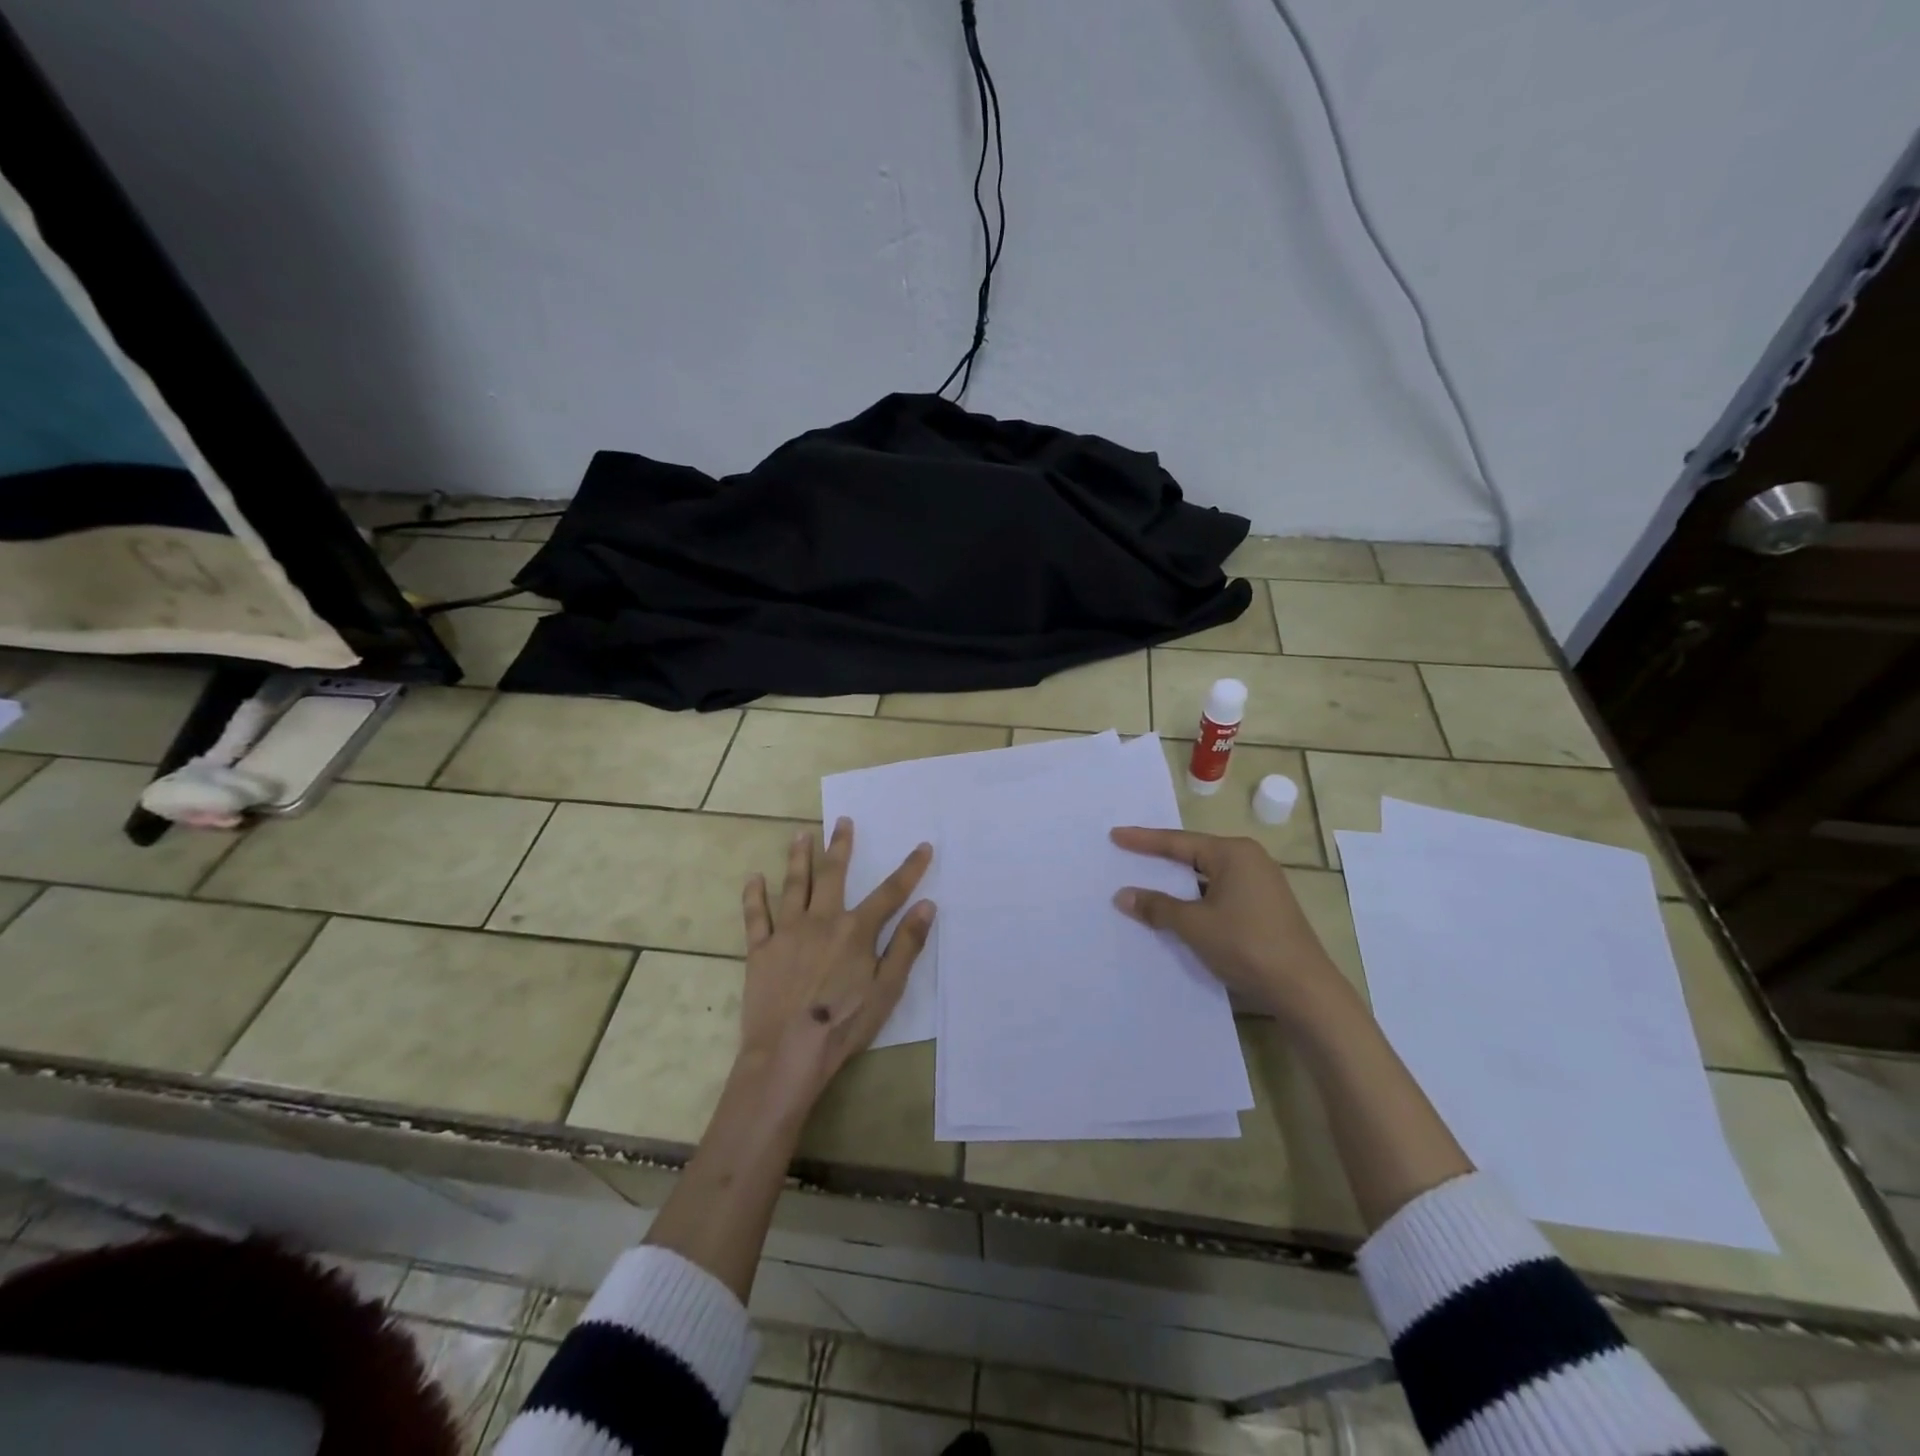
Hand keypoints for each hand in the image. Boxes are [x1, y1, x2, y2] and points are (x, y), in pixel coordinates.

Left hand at [736, 818, 934, 1112]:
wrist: (788, 1052)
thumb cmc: (844, 1024)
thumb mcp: (887, 989)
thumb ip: (906, 945)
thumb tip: (926, 905)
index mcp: (856, 931)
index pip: (890, 893)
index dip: (910, 869)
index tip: (923, 846)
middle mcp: (821, 920)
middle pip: (834, 875)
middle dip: (841, 846)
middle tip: (843, 821)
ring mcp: (787, 932)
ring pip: (794, 885)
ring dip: (798, 858)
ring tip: (800, 834)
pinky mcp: (760, 950)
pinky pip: (755, 916)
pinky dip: (754, 896)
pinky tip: (754, 877)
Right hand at [1110, 827, 1352, 1027]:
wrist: (1304, 990)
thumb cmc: (1246, 945)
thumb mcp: (1194, 925)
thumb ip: (1157, 906)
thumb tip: (1123, 895)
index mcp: (1234, 853)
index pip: (1178, 842)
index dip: (1143, 841)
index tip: (1115, 835)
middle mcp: (1249, 860)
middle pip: (1194, 854)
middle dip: (1161, 859)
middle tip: (1128, 854)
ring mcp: (1260, 884)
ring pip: (1207, 877)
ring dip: (1178, 883)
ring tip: (1146, 882)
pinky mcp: (1264, 907)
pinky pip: (1219, 893)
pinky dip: (1196, 898)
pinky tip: (1177, 910)